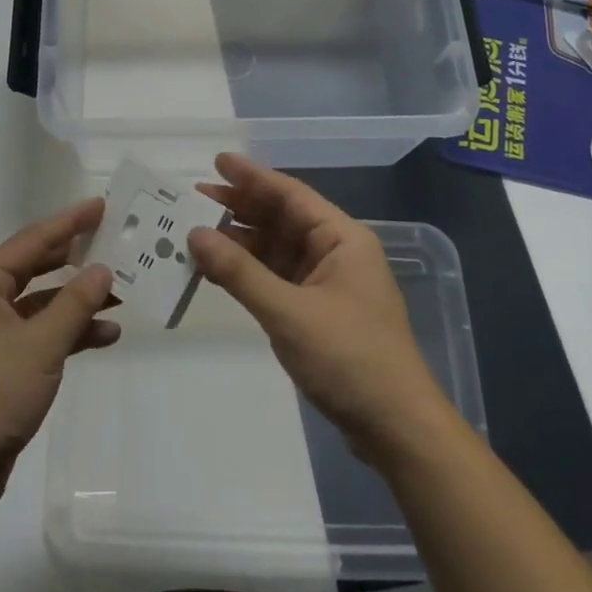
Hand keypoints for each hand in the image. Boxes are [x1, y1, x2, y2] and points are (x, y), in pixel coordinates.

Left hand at [0, 198, 116, 509]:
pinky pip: (38, 334)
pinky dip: (68, 333)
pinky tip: (104, 336)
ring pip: (40, 304)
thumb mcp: (41, 344)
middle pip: (36, 268)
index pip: (32, 240)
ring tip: (121, 294)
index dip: (69, 222)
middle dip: (76, 259)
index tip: (101, 205)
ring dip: (77, 301)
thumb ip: (75, 303)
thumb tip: (102, 268)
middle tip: (114, 242)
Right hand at [189, 154, 454, 462]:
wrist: (396, 429)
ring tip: (195, 232)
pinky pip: (276, 279)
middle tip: (194, 197)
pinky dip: (248, 273)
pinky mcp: (318, 312)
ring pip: (276, 250)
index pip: (290, 195)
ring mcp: (327, 284)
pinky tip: (217, 271)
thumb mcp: (288, 312)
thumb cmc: (349, 359)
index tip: (217, 161)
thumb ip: (240, 272)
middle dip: (240, 208)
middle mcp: (335, 253)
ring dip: (239, 242)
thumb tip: (195, 234)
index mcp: (341, 239)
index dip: (252, 177)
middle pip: (281, 219)